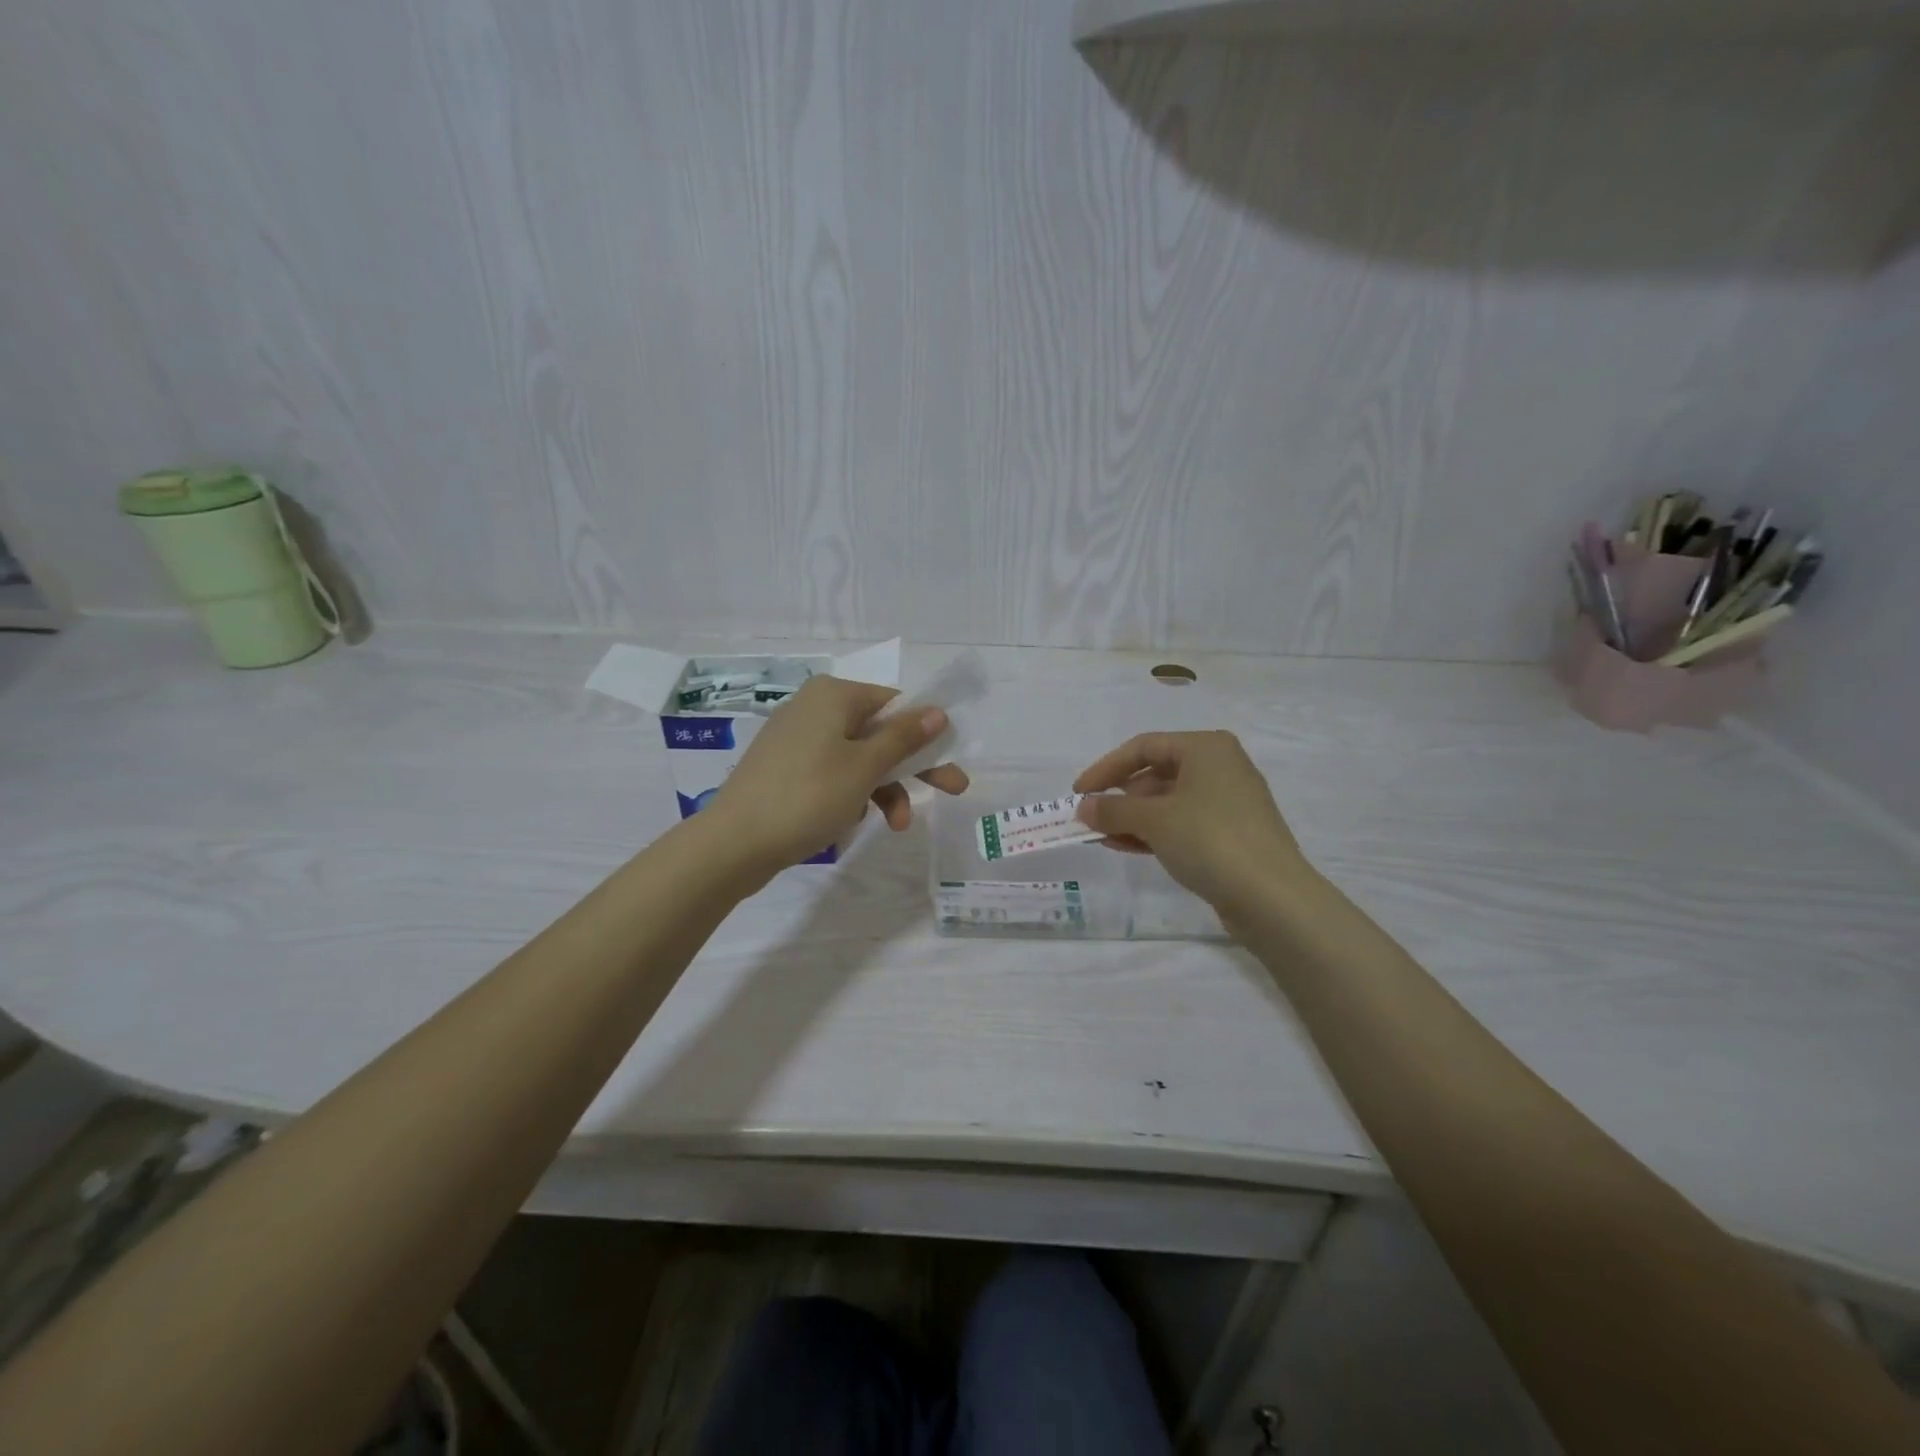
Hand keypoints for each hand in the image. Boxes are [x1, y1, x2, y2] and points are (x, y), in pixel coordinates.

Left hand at [705, 675, 968, 875]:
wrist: (734, 843)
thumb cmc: (807, 796)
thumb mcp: (865, 767)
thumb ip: (904, 737)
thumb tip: (937, 710)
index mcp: (834, 695)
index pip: (896, 703)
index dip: (927, 734)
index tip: (949, 763)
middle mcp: (815, 707)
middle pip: (880, 732)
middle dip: (913, 766)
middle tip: (953, 790)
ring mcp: (797, 738)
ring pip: (858, 757)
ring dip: (884, 788)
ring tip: (896, 824)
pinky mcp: (785, 767)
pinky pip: (833, 772)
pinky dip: (852, 793)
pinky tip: (852, 821)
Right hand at [1073, 731, 1306, 916]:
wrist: (1272, 897)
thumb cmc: (1210, 840)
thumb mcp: (1154, 820)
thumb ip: (1113, 809)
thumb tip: (1084, 807)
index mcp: (1206, 748)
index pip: (1143, 747)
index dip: (1106, 768)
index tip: (1078, 792)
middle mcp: (1220, 767)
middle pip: (1156, 773)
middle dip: (1120, 797)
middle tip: (1090, 818)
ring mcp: (1228, 802)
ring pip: (1168, 802)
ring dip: (1133, 818)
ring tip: (1101, 837)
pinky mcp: (1231, 834)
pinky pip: (1183, 824)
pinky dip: (1154, 832)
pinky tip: (1127, 847)